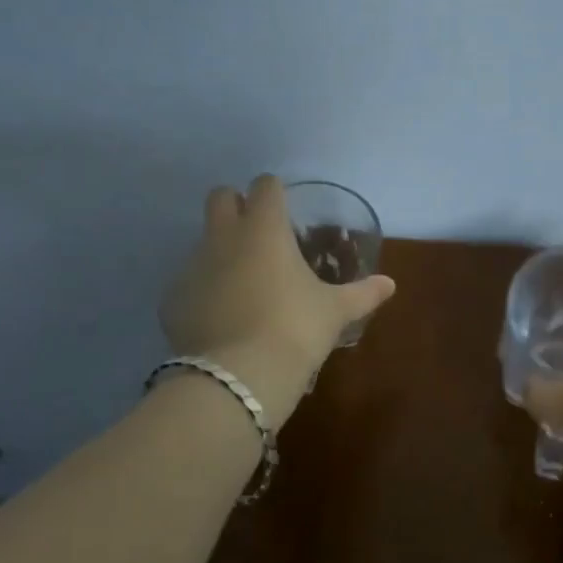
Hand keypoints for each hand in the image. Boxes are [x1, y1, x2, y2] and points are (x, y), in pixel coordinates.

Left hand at [160, 175, 395, 429]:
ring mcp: (192, 267)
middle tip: (258, 233)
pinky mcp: (172, 300)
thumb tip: (389, 284)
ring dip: (220, 252)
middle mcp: (224, 238)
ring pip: (203, 242)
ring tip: (244, 285)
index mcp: (264, 229)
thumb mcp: (335, 311)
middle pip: (220, 197)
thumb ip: (362, 293)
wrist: (238, 376)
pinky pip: (189, 284)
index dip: (275, 192)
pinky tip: (222, 318)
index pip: (265, 186)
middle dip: (235, 205)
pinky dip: (204, 292)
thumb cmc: (295, 329)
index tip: (286, 209)